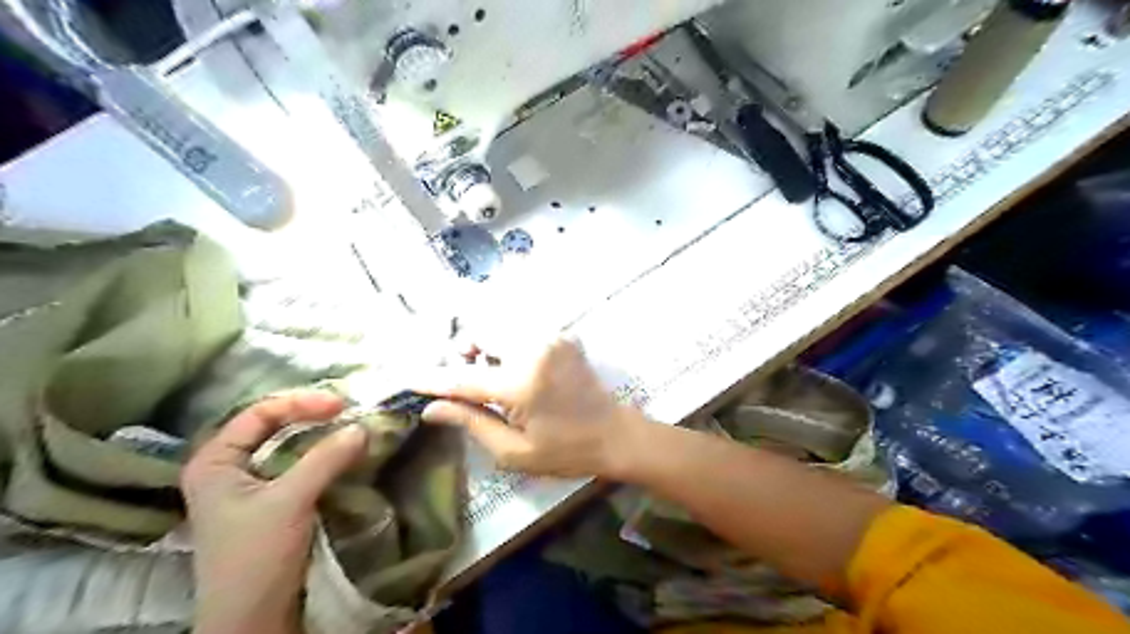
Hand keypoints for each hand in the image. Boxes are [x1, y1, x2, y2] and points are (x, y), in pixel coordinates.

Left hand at [181, 390, 365, 633]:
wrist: (253, 618)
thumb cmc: (256, 557)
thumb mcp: (289, 502)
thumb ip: (325, 460)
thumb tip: (363, 426)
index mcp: (214, 461)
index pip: (258, 413)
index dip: (300, 403)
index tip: (340, 404)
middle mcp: (228, 467)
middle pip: (272, 426)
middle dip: (310, 415)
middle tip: (347, 411)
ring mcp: (249, 485)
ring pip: (286, 445)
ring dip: (318, 434)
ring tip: (349, 426)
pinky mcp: (271, 501)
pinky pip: (297, 464)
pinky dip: (321, 455)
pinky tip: (342, 452)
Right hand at [415, 339, 647, 476]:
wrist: (615, 434)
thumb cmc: (566, 451)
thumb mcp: (514, 451)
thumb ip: (471, 422)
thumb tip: (432, 409)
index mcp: (520, 382)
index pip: (462, 377)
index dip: (432, 379)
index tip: (407, 378)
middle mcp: (533, 348)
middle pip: (480, 331)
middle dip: (463, 351)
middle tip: (462, 378)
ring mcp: (551, 337)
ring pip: (499, 325)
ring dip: (485, 344)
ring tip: (488, 374)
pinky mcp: (561, 335)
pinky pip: (521, 329)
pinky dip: (507, 342)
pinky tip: (512, 366)